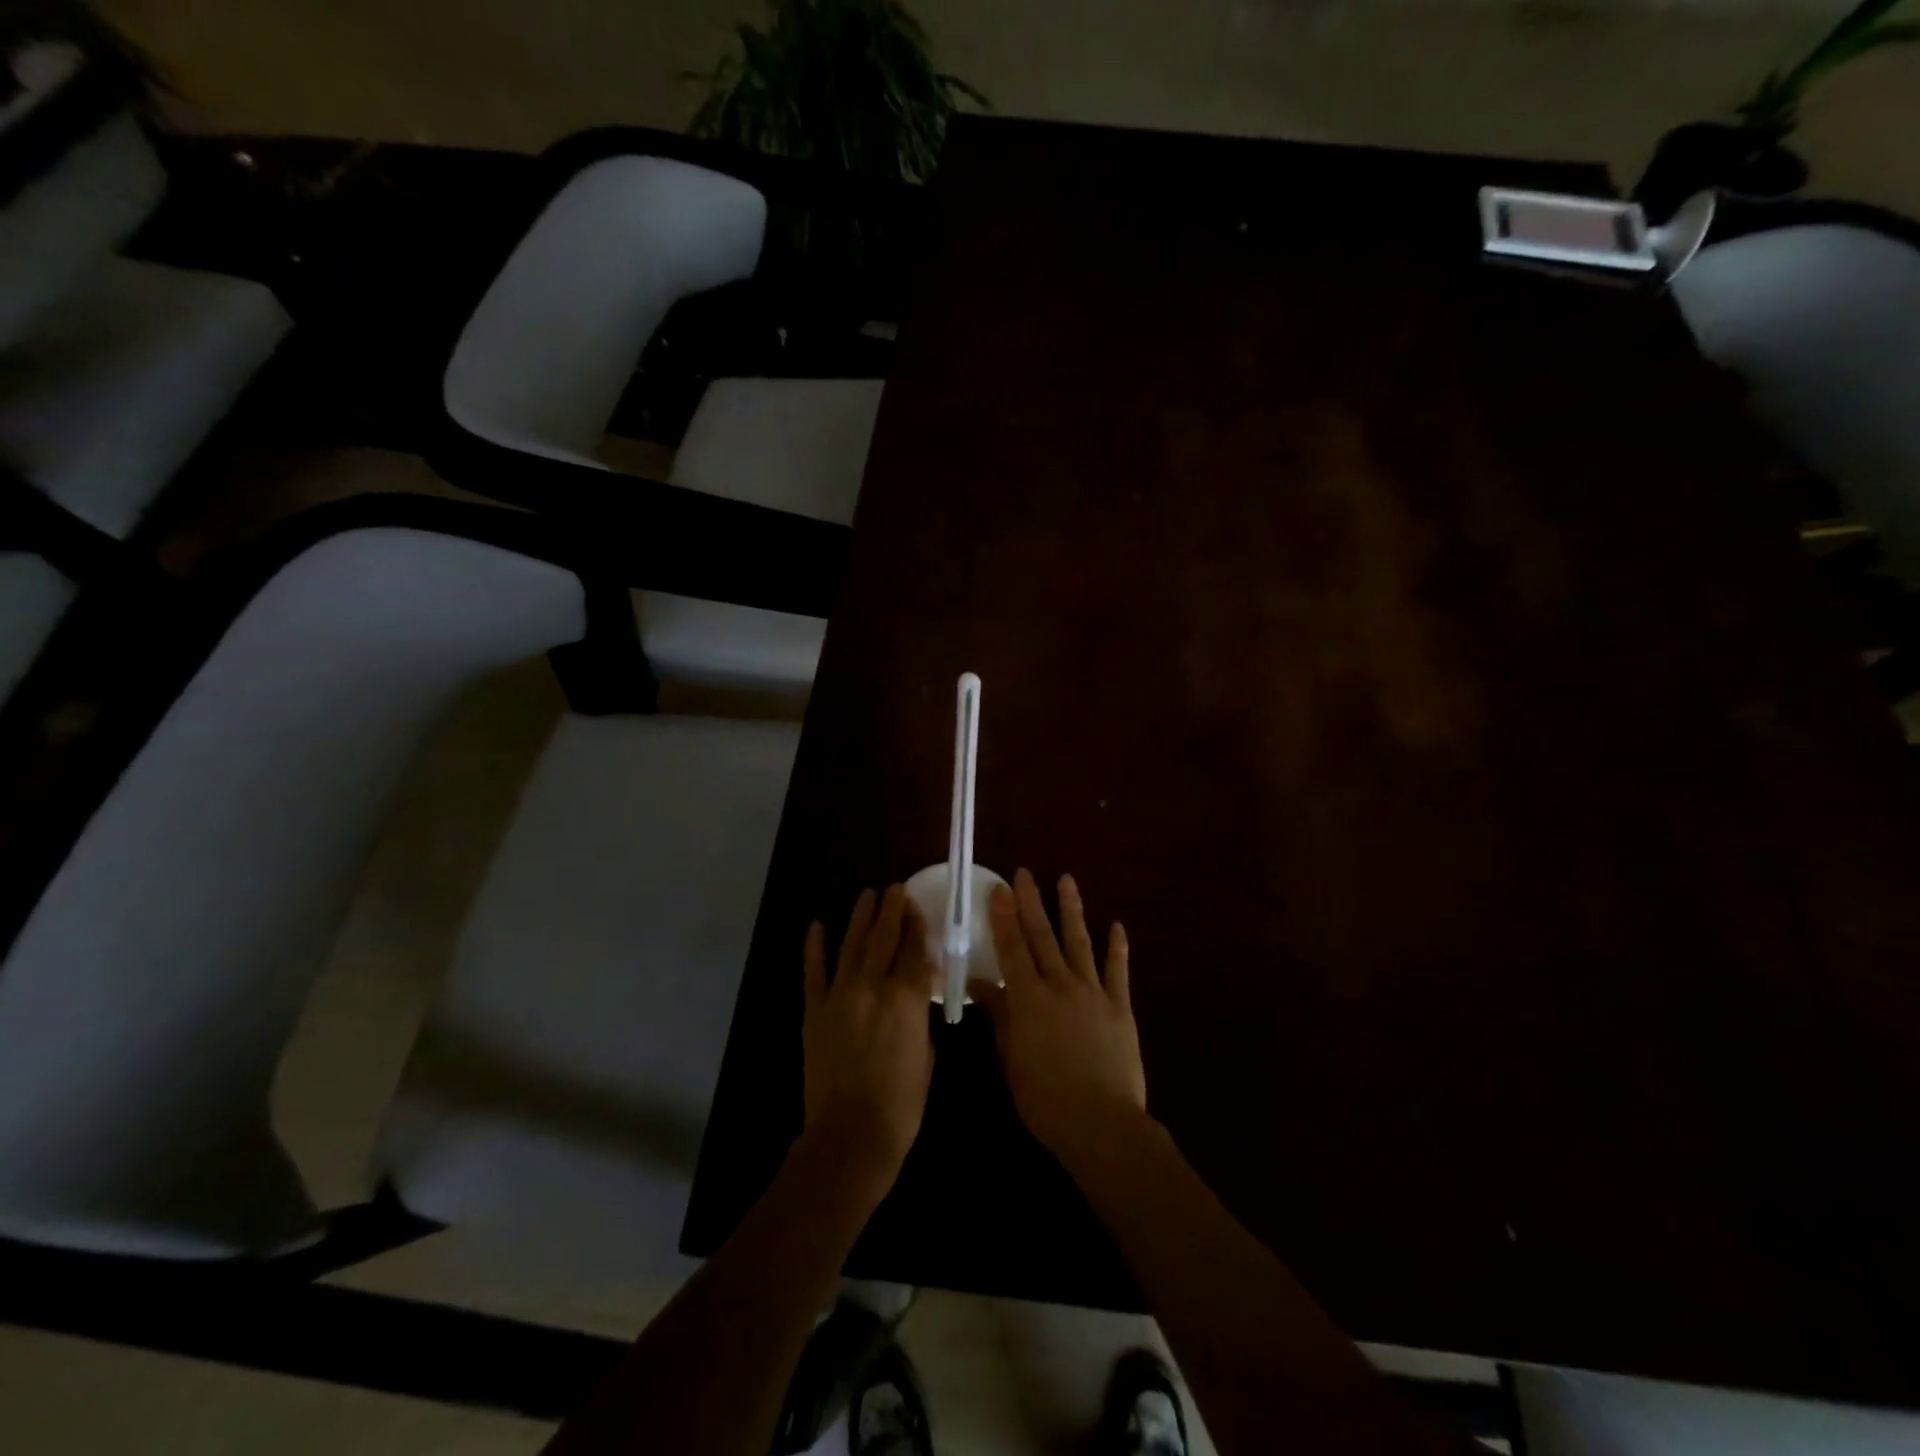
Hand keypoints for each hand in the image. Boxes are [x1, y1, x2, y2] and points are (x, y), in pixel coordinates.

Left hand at [801, 885, 935, 1192]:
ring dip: (860, 918)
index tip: (917, 906)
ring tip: (867, 895)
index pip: (915, 949)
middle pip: (884, 937)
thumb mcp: (927, 1057)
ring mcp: (840, 995)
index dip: (917, 925)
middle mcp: (874, 986)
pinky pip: (813, 971)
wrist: (850, 1136)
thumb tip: (915, 997)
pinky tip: (816, 925)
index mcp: (907, 998)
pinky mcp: (815, 1010)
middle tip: (895, 888)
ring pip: (852, 945)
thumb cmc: (901, 1105)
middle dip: (892, 909)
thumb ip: (920, 1019)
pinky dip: (814, 947)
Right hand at [975, 869, 1147, 1174]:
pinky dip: (1117, 948)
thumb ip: (998, 1017)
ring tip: (1067, 880)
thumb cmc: (1045, 1098)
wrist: (1102, 1124)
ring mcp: (1093, 993)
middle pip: (1042, 937)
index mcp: (1029, 999)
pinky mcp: (1119, 1007)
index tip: (999, 887)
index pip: (1012, 948)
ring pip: (1079, 942)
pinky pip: (1117, 971)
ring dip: (1071, 910)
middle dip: (1031, 902)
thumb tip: (979, 982)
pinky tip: (1117, 925)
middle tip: (1024, 873)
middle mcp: (1060, 985)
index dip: (1004, 917)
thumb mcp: (1011, 1059)